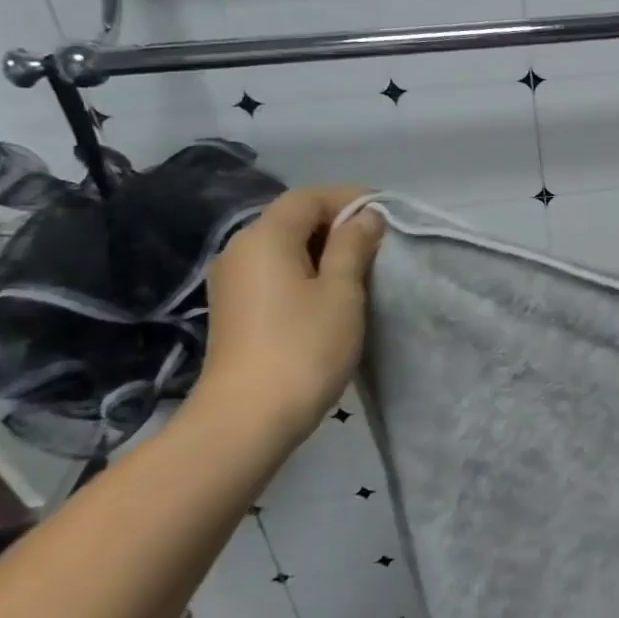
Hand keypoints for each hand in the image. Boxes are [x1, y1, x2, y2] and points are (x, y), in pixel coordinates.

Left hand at [196, 186, 382, 444]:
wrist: (246, 419)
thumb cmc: (303, 347)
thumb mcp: (342, 291)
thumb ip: (354, 246)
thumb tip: (365, 216)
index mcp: (265, 237)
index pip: (309, 197)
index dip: (349, 198)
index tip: (386, 214)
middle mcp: (240, 250)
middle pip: (293, 218)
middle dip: (337, 223)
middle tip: (379, 244)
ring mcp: (233, 281)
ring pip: (284, 246)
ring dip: (323, 249)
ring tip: (361, 270)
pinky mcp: (235, 308)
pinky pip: (274, 271)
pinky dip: (304, 271)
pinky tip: (330, 295)